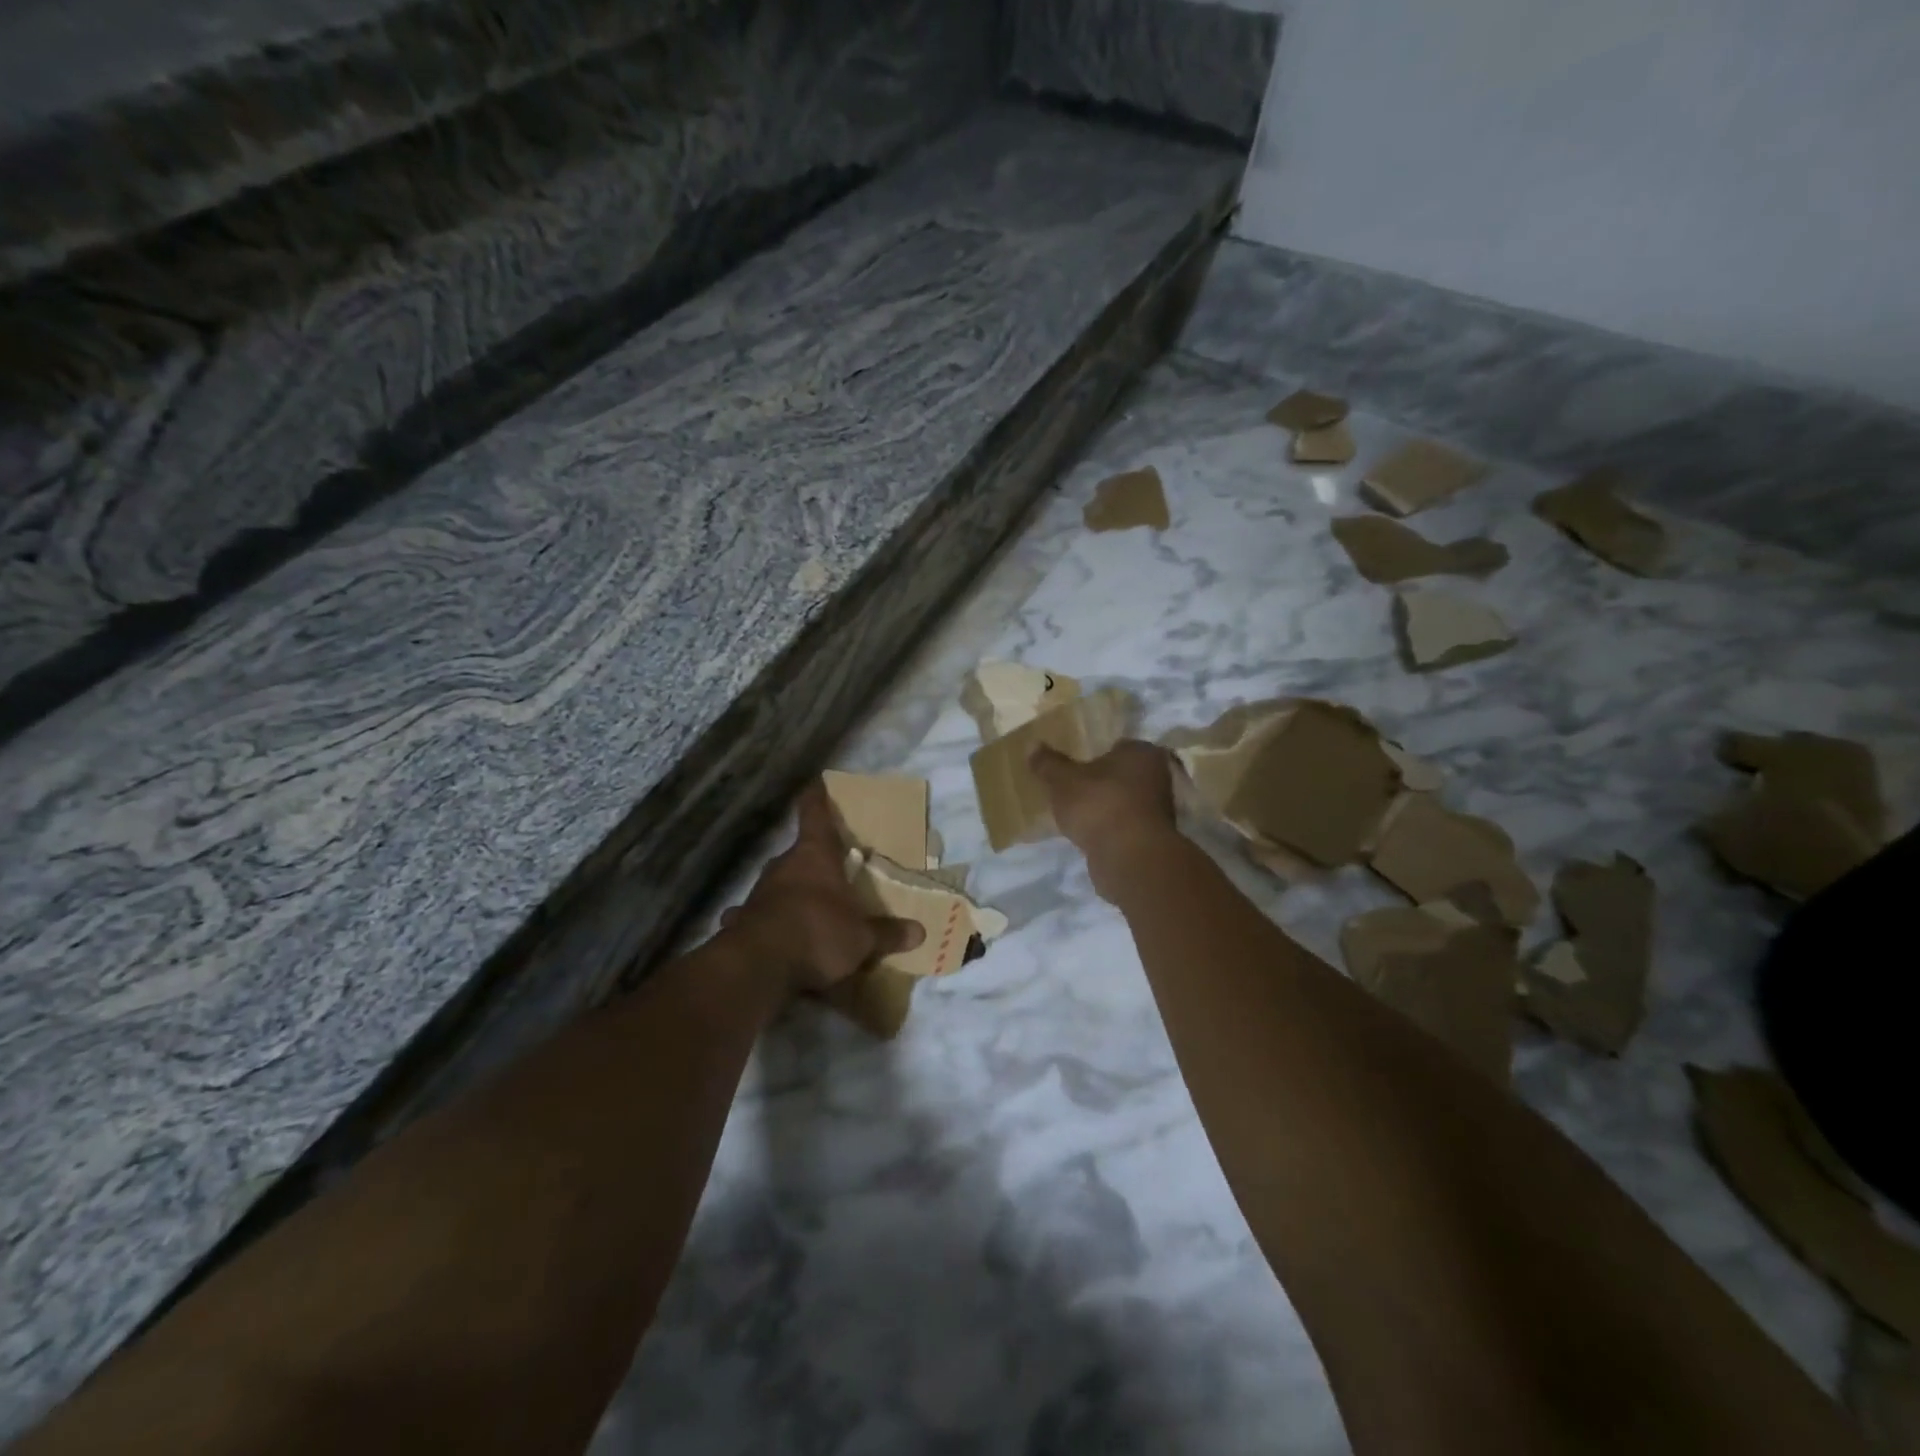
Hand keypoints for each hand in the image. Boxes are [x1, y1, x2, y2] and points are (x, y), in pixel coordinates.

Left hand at [722, 780, 924, 994]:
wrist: (759, 966)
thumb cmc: (818, 934)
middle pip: (800, 852)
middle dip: (814, 860)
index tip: (817, 782)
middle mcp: (784, 865)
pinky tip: (773, 936)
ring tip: (809, 909)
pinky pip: (758, 914)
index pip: (814, 814)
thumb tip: (920, 933)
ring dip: (792, 892)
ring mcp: (759, 892)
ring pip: (780, 883)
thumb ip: (888, 934)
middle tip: (832, 871)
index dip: (817, 797)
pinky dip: (767, 921)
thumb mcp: (862, 939)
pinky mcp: (742, 919)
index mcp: (815, 856)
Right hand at [1029, 740, 1179, 899]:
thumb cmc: (1099, 805)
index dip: (1097, 754)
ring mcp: (1160, 810)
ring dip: (1107, 807)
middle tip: (1075, 788)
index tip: (1077, 765)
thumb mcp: (1063, 781)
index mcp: (1142, 753)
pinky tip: (1090, 834)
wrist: (1128, 857)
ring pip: (1126, 801)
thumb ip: (1048, 764)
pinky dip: (1111, 829)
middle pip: (1124, 775)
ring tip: (1079, 813)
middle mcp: (1159, 777)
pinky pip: (1125, 826)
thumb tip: (1032, 744)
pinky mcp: (1152, 839)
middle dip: (1104, 781)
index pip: (1119, 746)